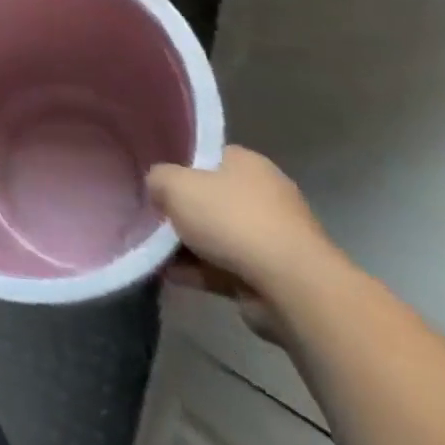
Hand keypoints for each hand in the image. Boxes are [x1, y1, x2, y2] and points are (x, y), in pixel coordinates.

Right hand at [147, 148, 340, 341]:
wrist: (291, 287)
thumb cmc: (232, 220)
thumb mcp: (174, 185)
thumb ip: (158, 179)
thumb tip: (158, 188)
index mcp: (248, 164)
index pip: (209, 156)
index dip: (181, 167)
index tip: (157, 182)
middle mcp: (266, 196)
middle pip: (212, 199)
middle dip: (183, 212)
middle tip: (153, 218)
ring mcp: (274, 239)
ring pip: (218, 237)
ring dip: (189, 247)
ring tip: (154, 253)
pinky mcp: (274, 276)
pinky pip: (227, 268)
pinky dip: (201, 272)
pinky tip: (171, 277)